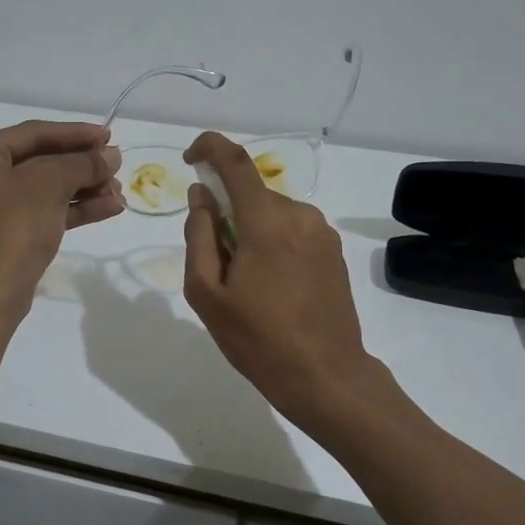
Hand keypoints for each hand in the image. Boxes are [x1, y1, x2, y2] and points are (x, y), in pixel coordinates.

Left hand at [0, 120, 123, 302]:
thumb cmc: (14, 226)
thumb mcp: (50, 184)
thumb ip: (83, 163)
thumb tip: (112, 155)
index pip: (32, 134)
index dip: (74, 133)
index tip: (109, 136)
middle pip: (40, 161)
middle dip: (82, 166)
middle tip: (117, 166)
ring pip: (44, 189)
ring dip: (84, 189)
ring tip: (119, 192)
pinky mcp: (4, 235)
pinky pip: (42, 212)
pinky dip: (73, 210)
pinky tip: (109, 208)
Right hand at [181, 131, 375, 422]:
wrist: (326, 377)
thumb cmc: (258, 340)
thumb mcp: (208, 294)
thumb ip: (199, 236)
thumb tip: (200, 196)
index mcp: (267, 223)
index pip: (235, 162)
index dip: (209, 147)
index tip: (190, 159)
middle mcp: (300, 216)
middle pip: (252, 194)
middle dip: (227, 212)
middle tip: (216, 262)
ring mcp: (322, 233)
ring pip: (272, 213)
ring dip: (251, 230)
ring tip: (246, 283)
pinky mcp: (334, 251)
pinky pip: (293, 230)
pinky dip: (273, 242)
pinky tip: (272, 286)